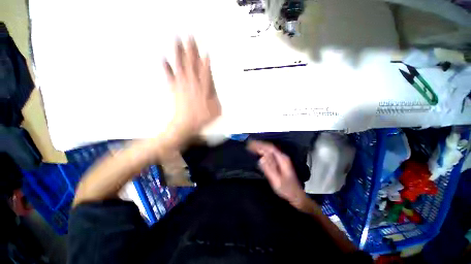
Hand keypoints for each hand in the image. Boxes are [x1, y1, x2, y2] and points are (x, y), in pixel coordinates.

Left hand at [163, 38, 220, 141]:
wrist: (185, 125)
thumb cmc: (201, 119)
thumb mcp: (215, 110)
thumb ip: (214, 96)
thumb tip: (212, 86)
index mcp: (203, 89)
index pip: (205, 72)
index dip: (205, 61)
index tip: (204, 50)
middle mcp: (192, 84)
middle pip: (192, 64)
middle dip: (191, 49)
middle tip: (189, 36)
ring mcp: (182, 86)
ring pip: (181, 66)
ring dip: (179, 52)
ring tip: (177, 40)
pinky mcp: (175, 89)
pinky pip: (169, 76)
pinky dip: (166, 67)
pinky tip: (163, 58)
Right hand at [248, 140, 309, 209]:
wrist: (296, 195)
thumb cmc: (286, 189)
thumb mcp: (277, 180)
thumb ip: (269, 168)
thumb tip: (261, 158)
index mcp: (282, 159)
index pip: (269, 148)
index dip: (260, 145)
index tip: (251, 145)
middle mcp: (282, 157)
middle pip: (269, 147)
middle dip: (259, 145)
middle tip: (249, 145)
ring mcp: (281, 159)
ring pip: (269, 149)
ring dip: (260, 147)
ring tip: (251, 146)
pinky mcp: (279, 162)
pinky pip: (270, 153)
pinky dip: (263, 151)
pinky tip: (258, 152)